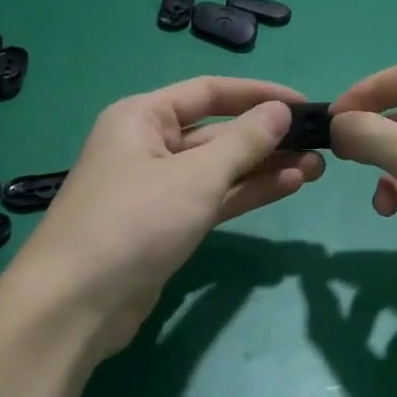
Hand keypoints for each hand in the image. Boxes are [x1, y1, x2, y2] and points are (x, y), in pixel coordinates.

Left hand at [8, 77, 325, 356]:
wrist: (77, 303)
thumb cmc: (134, 222)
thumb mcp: (195, 176)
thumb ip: (243, 142)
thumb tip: (280, 111)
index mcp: (142, 117)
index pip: (209, 92)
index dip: (258, 95)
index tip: (304, 105)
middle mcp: (147, 146)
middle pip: (216, 132)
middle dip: (266, 138)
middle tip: (319, 145)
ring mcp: (156, 190)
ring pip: (218, 170)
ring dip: (264, 168)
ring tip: (315, 168)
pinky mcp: (164, 227)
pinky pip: (212, 200)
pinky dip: (246, 194)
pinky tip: (287, 187)